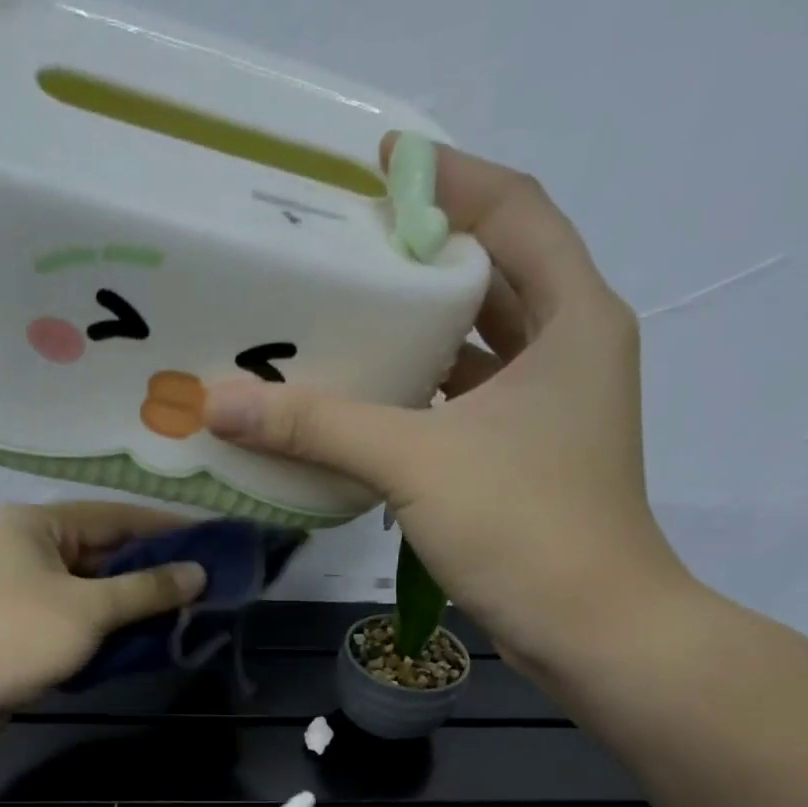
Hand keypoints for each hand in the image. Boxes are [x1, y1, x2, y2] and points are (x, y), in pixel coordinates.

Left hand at [0, 501, 206, 713]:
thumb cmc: (18, 637)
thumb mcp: (90, 609)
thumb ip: (147, 589)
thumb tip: (199, 573)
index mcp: (39, 524)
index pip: (116, 516)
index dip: (167, 528)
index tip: (212, 540)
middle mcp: (31, 546)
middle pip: (106, 551)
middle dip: (154, 569)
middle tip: (205, 582)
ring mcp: (26, 587)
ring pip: (95, 587)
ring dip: (136, 600)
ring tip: (186, 610)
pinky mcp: (27, 624)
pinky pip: (81, 614)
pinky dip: (111, 623)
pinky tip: (147, 635)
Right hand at [203, 138, 692, 678]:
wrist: (590, 631)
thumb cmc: (523, 526)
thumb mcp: (416, 462)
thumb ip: (318, 426)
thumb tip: (217, 402)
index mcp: (572, 318)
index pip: (513, 209)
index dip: (446, 181)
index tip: (373, 174)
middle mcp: (570, 352)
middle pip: (491, 278)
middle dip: (420, 261)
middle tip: (341, 253)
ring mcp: (551, 413)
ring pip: (477, 350)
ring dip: (417, 337)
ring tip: (341, 322)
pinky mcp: (528, 463)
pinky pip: (466, 408)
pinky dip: (421, 400)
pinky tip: (365, 407)